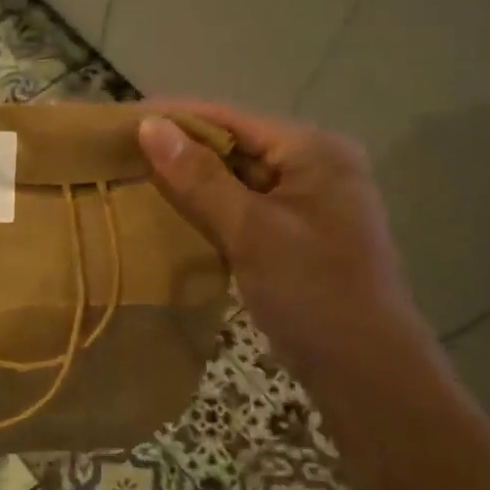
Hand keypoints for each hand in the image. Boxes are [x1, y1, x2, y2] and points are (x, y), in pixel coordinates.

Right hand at [138, 103, 422, 373]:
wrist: (367, 373)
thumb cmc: (312, 291)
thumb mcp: (251, 230)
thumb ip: (199, 177)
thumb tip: (150, 126)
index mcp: (314, 152)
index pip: (233, 118)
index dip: (177, 116)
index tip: (124, 119)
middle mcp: (315, 167)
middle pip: (236, 145)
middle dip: (182, 149)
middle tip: (122, 153)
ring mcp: (308, 203)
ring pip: (238, 179)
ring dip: (193, 181)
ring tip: (136, 178)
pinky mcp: (297, 235)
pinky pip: (245, 208)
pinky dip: (211, 209)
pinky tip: (173, 214)